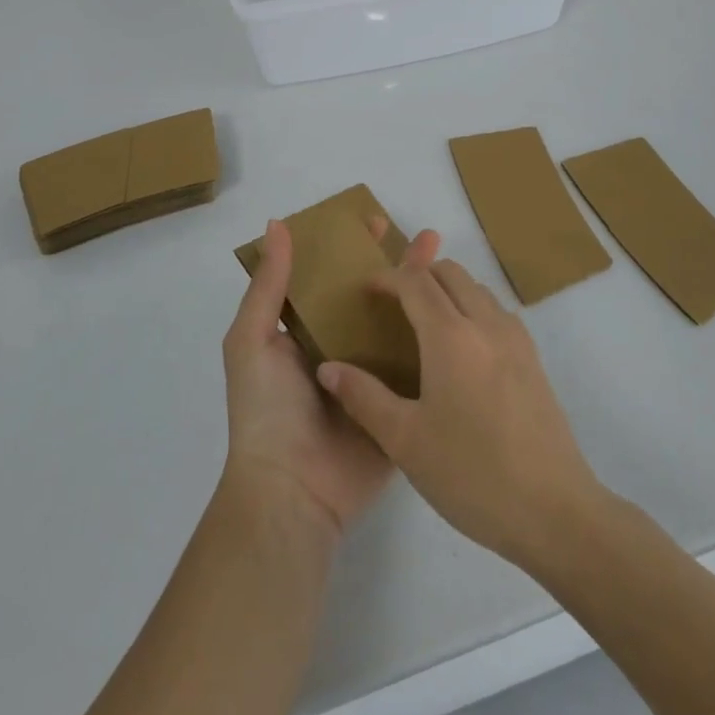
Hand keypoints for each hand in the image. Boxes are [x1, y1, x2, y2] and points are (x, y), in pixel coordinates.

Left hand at [222, 217, 439, 537]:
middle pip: (372, 297)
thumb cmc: (266, 410)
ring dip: (422, 296)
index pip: (331, 278)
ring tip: (450, 266)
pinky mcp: (398, 405)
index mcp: (304, 331)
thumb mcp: (251, 340)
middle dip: (397, 266)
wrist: (292, 492)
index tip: (377, 222)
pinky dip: (437, 343)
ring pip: (400, 326)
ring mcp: (372, 377)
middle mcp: (340, 348)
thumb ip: (268, 286)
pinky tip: (462, 317)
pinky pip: (419, 368)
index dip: (352, 248)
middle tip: (428, 239)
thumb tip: (278, 224)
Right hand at [316, 259, 604, 570]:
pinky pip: (497, 313)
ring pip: (477, 289)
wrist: (555, 512)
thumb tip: (327, 368)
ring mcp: (516, 340)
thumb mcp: (405, 440)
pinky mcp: (534, 361)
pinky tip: (461, 352)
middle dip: (418, 275)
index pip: (415, 281)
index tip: (365, 291)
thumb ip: (363, 397)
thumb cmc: (471, 474)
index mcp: (451, 336)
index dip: (387, 277)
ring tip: (423, 325)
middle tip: (392, 304)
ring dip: (447, 290)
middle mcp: (486, 324)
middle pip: (450, 273)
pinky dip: (472, 309)